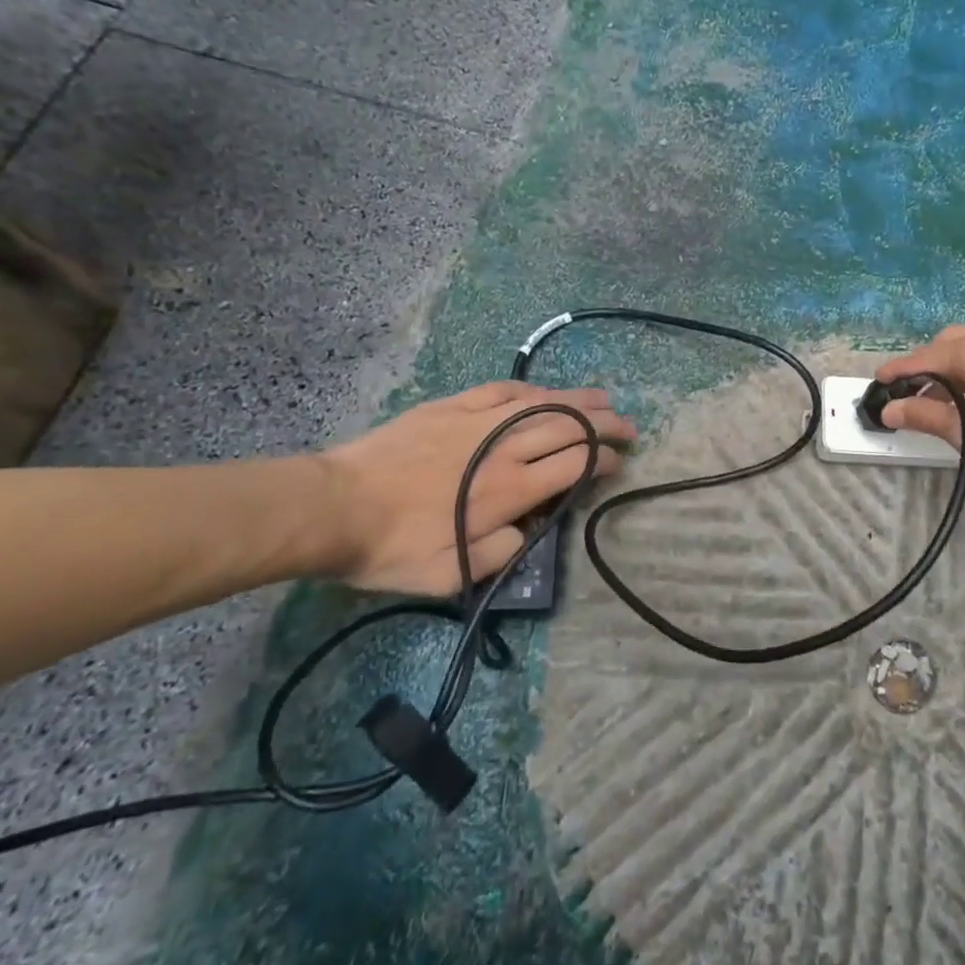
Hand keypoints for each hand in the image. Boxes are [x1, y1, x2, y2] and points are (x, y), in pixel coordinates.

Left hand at [317, 382, 633, 594]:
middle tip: (629, 426)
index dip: (605, 461)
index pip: (575, 465)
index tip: (619, 463)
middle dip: (606, 426)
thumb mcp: (450, 575)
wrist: (334, 508)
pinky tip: (544, 390)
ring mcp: (479, 421)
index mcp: (511, 489)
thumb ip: (502, 553)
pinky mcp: (452, 406)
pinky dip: (530, 389)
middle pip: (569, 427)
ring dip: (579, 400)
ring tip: (605, 399)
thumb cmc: (393, 547)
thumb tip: (530, 528)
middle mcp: (505, 448)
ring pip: (543, 403)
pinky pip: (501, 390)